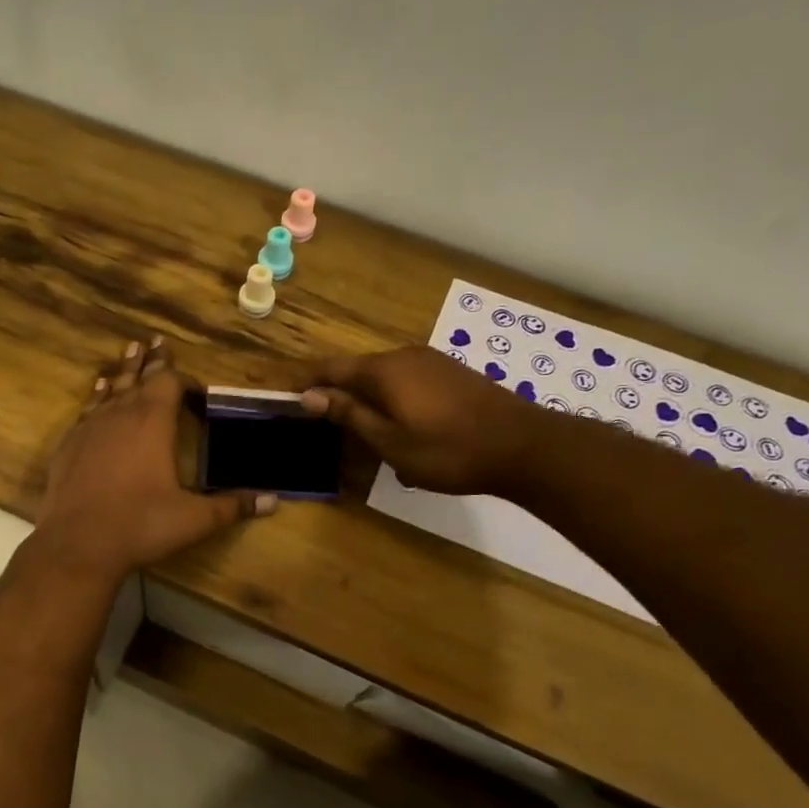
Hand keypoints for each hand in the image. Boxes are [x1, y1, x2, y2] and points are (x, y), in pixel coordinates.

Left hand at [33, 338, 276, 581]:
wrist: (78, 544)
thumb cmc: (141, 525)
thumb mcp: (194, 519)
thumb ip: (232, 506)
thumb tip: (273, 500)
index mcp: (153, 422)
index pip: (169, 383)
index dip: (184, 380)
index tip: (196, 391)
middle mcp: (120, 414)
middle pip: (139, 376)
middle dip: (152, 360)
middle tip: (157, 340)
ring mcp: (90, 426)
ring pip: (110, 387)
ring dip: (124, 370)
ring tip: (131, 350)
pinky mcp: (69, 443)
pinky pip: (87, 408)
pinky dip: (98, 395)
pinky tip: (98, 392)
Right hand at [301, 347, 540, 494]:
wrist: (523, 447)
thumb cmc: (448, 451)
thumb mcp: (390, 441)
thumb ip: (349, 414)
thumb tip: (310, 396)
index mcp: (384, 371)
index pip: (331, 368)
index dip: (306, 380)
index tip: (285, 394)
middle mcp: (404, 357)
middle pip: (358, 370)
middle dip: (336, 392)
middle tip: (319, 420)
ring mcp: (432, 363)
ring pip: (385, 377)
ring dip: (367, 399)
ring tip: (358, 429)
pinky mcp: (452, 374)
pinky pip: (407, 382)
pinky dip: (392, 400)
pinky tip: (399, 427)